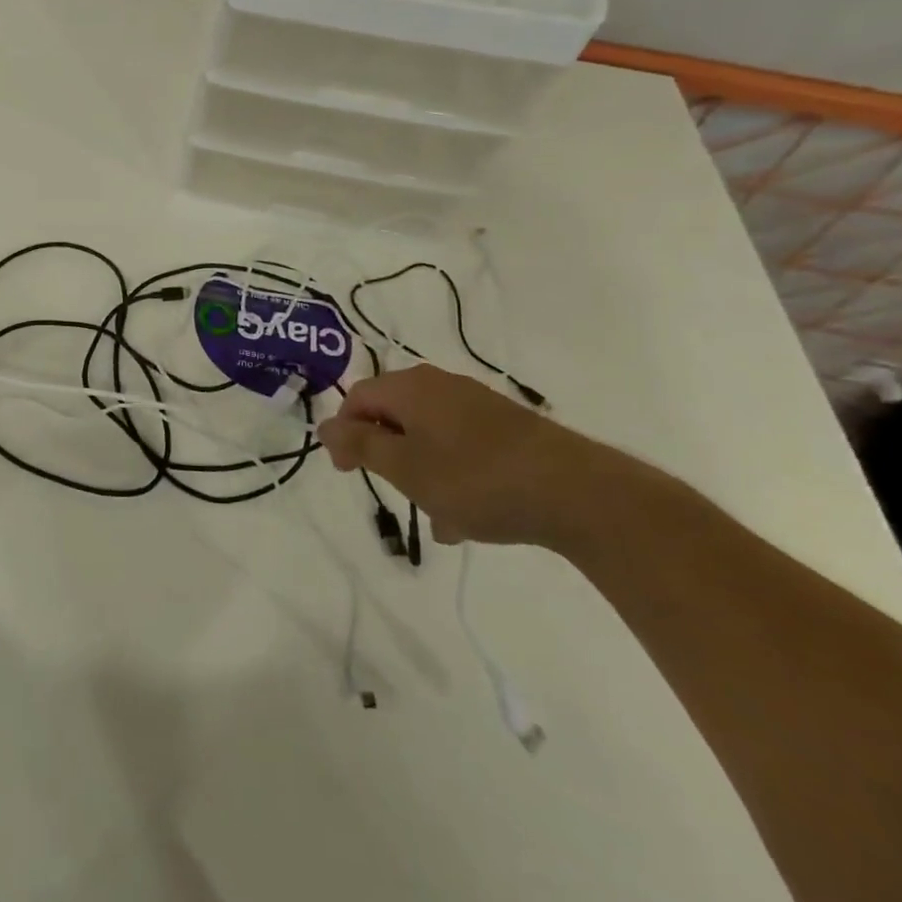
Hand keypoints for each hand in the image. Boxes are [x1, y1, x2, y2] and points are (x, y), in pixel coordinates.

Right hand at [317, 364, 610, 548]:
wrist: (578, 492)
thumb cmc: (475, 479)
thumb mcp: (405, 468)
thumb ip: (360, 446)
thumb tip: (324, 426)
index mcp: (409, 387)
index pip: (357, 398)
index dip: (345, 434)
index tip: (349, 473)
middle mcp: (440, 385)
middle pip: (393, 414)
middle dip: (385, 453)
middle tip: (392, 491)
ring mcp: (477, 404)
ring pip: (428, 433)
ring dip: (420, 469)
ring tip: (434, 515)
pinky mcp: (508, 427)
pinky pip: (461, 444)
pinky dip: (452, 473)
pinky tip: (467, 517)